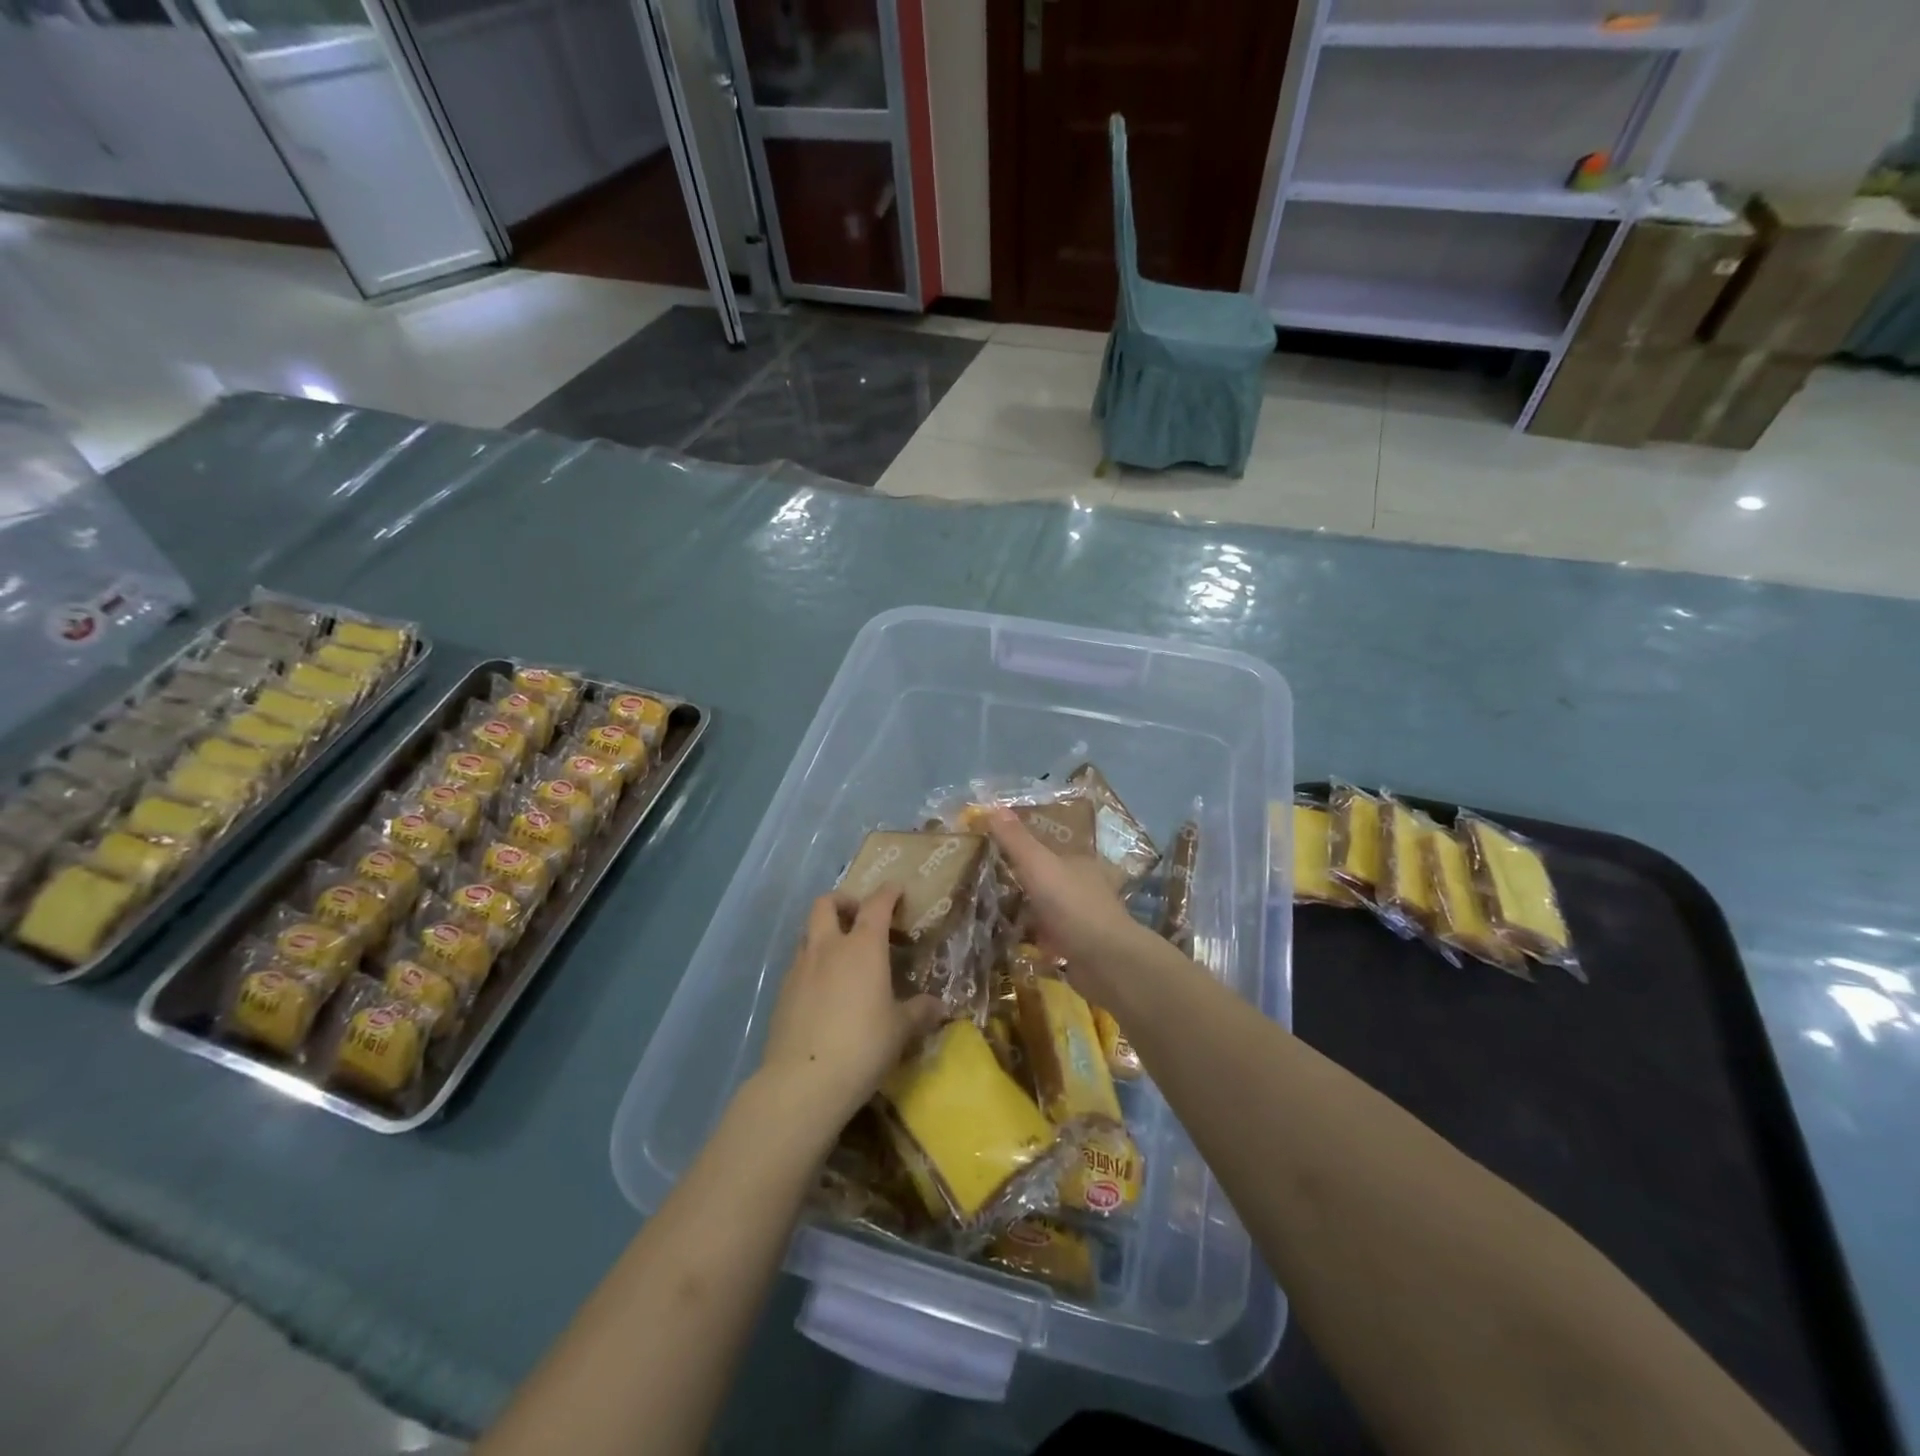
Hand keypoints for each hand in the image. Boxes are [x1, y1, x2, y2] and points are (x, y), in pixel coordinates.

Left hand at [758, 888, 944, 1127]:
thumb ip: (920, 1012)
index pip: (876, 904)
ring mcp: (800, 968)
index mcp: (862, 947)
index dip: (888, 893)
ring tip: (842, 955)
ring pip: (808, 932)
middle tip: (860, 917)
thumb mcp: (900, 1030)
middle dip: (844, 902)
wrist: (803, 1081)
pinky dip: (813, 964)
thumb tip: (940, 1007)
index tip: (897, 891)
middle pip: (827, 903)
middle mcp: (828, 948)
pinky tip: (824, 990)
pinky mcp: (782, 992)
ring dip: (824, 932)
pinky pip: (798, 964)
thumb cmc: (863, 1046)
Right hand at [983, 806, 1152, 1003]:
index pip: (1048, 846)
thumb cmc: (1073, 906)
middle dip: (1019, 880)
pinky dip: (1028, 938)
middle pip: (1045, 878)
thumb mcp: (1039, 865)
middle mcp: (1082, 887)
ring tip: (986, 910)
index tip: (991, 848)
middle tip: (981, 880)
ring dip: (1022, 910)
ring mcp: (1080, 919)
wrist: (1106, 962)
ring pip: (1045, 909)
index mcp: (1078, 861)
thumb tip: (993, 807)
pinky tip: (1005, 940)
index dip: (1021, 845)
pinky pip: (1045, 938)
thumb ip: (1016, 839)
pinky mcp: (1075, 948)